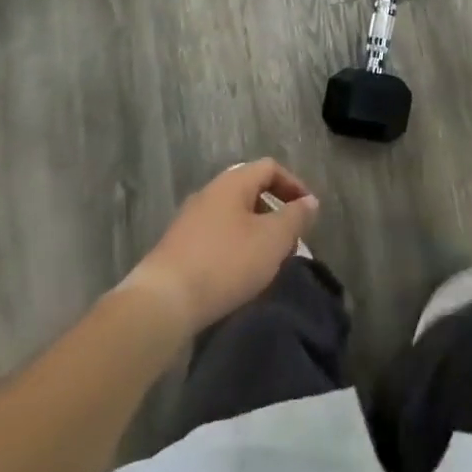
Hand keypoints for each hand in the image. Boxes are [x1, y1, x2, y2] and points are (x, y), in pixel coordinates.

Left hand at [121, 160, 318, 332]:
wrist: (162, 303)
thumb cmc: (225, 263)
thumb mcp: (272, 239)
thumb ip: (295, 217)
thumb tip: (310, 201)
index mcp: (232, 182)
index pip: (270, 168)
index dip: (293, 185)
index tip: (308, 212)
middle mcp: (209, 193)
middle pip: (250, 191)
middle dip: (274, 212)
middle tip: (290, 239)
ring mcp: (189, 220)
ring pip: (233, 216)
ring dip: (255, 232)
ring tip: (267, 261)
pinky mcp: (177, 248)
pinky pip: (216, 237)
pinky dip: (234, 248)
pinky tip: (238, 275)